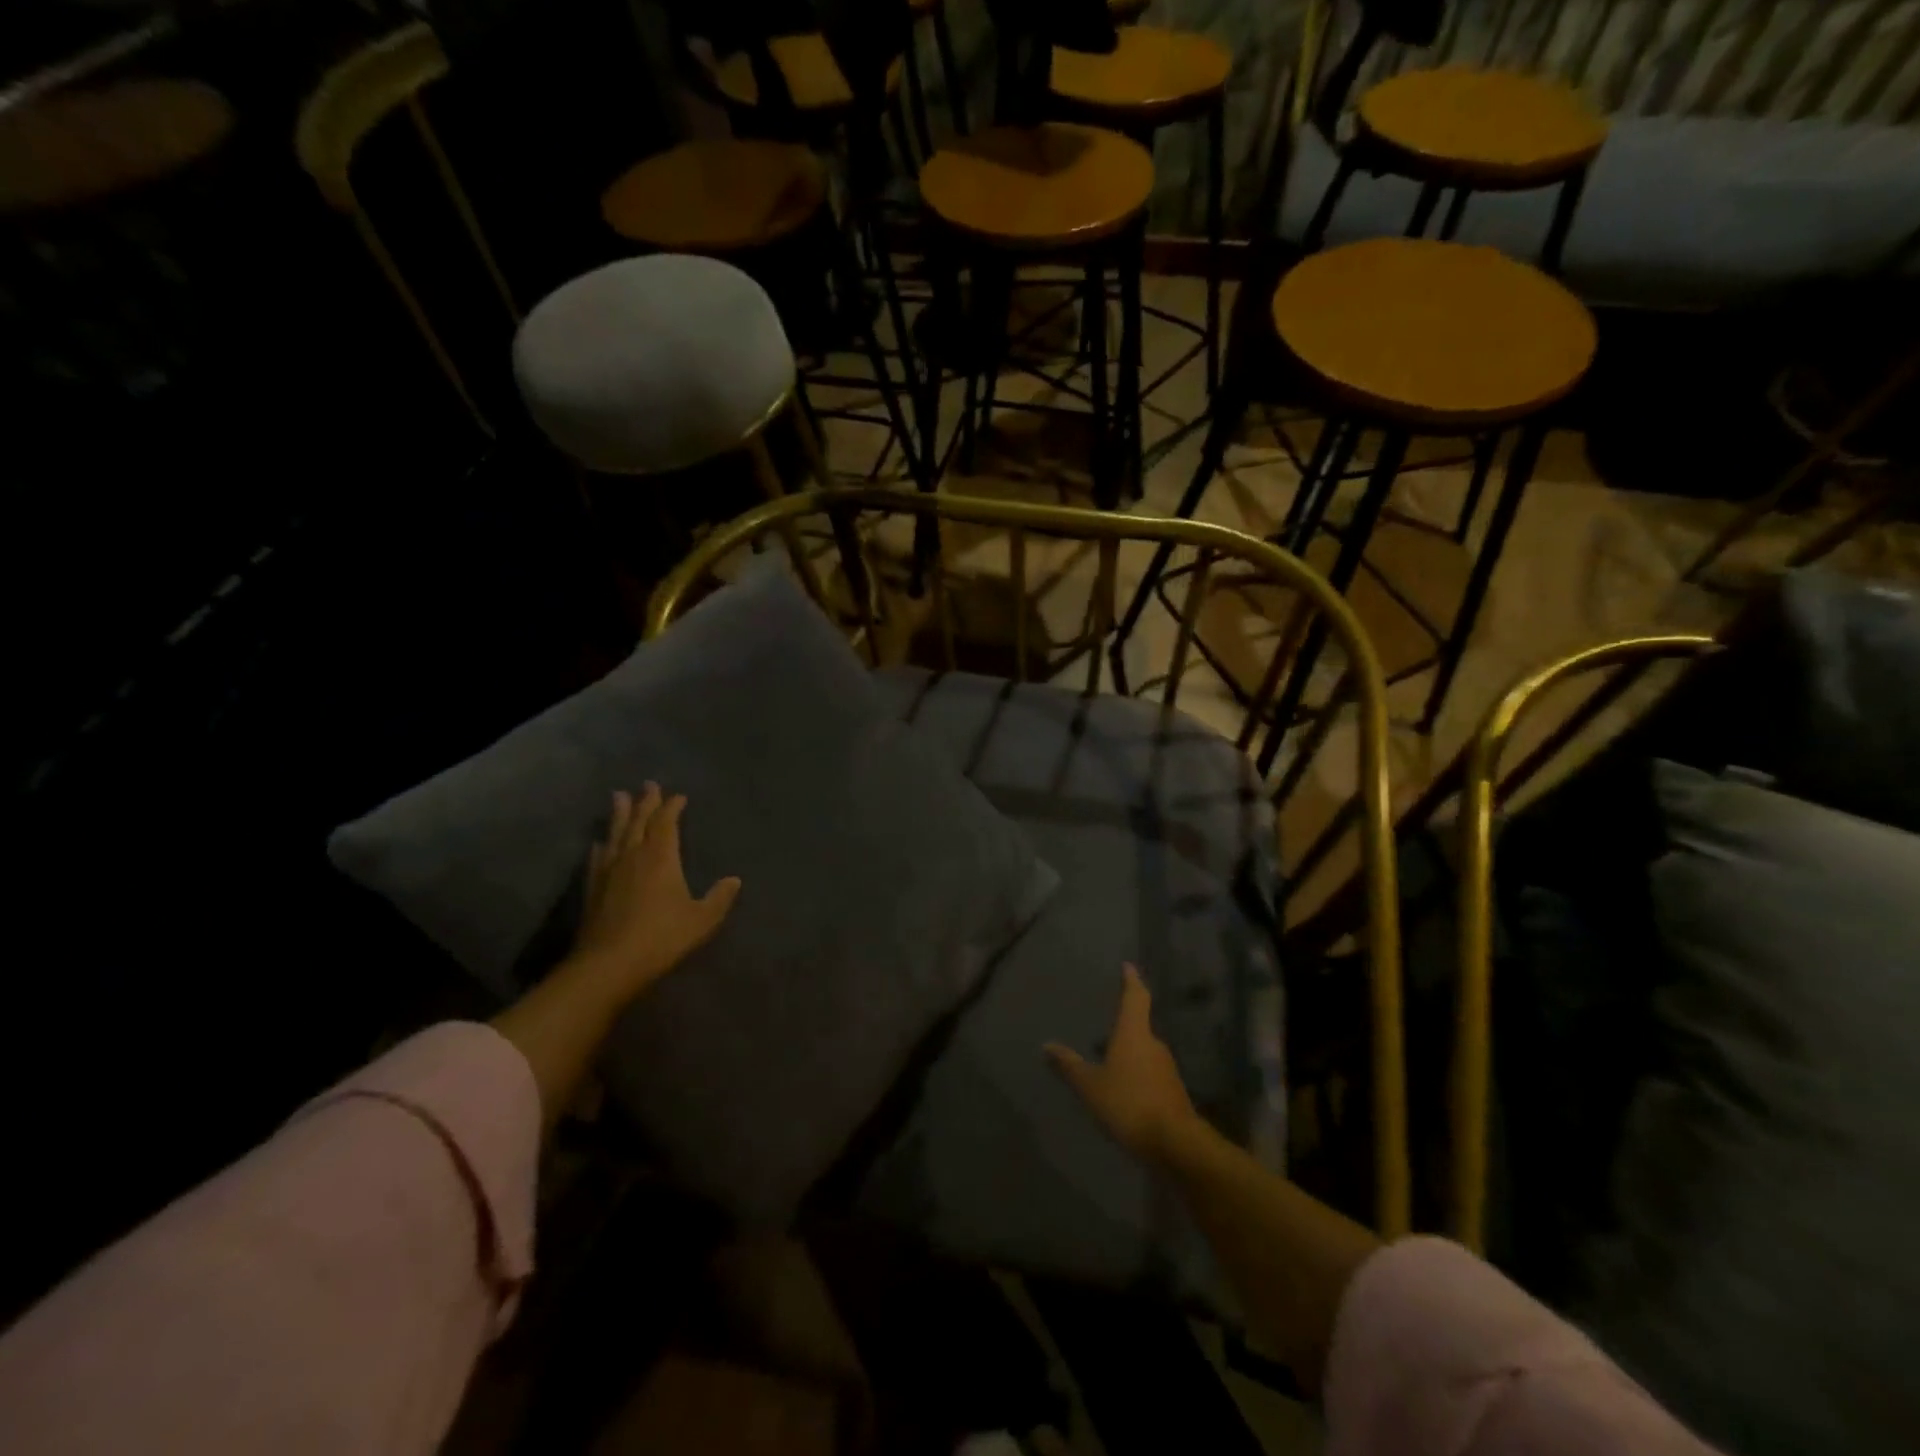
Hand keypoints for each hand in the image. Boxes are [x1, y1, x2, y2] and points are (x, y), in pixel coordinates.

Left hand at [566, 784, 741, 1005]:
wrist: (607, 965)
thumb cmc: (661, 938)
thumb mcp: (701, 920)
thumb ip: (719, 898)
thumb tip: (734, 880)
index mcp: (661, 857)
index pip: (666, 823)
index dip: (672, 807)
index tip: (679, 796)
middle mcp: (633, 856)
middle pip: (639, 821)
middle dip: (646, 802)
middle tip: (648, 784)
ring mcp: (609, 871)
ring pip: (615, 833)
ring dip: (619, 814)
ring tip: (619, 796)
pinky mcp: (592, 888)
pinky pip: (598, 857)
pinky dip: (601, 845)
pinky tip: (599, 843)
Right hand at [1045, 964, 1199, 1162]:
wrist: (1175, 1144)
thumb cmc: (1129, 1103)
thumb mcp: (1090, 1086)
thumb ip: (1069, 1066)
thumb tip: (1046, 1045)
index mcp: (1134, 1033)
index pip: (1135, 997)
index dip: (1131, 980)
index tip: (1128, 966)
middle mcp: (1153, 1044)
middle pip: (1139, 1026)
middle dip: (1123, 1026)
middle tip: (1104, 1027)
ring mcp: (1166, 1068)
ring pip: (1144, 1052)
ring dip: (1128, 1053)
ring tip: (1108, 1060)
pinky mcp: (1172, 1092)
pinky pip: (1149, 1074)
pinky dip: (1136, 1075)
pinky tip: (1123, 1090)